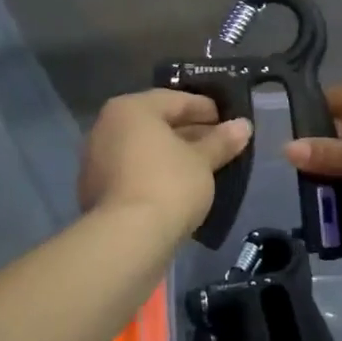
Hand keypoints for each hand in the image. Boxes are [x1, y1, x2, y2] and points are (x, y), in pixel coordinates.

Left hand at [79, 90, 252, 234]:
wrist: (127, 240)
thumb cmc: (169, 185)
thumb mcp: (203, 161)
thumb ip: (221, 141)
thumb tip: (243, 126)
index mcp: (130, 109)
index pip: (174, 100)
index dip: (205, 108)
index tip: (229, 120)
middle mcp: (108, 128)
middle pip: (157, 124)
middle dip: (191, 133)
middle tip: (221, 144)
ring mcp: (98, 161)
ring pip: (145, 150)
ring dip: (174, 155)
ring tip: (206, 167)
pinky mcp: (98, 191)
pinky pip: (136, 172)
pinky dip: (158, 174)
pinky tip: (182, 187)